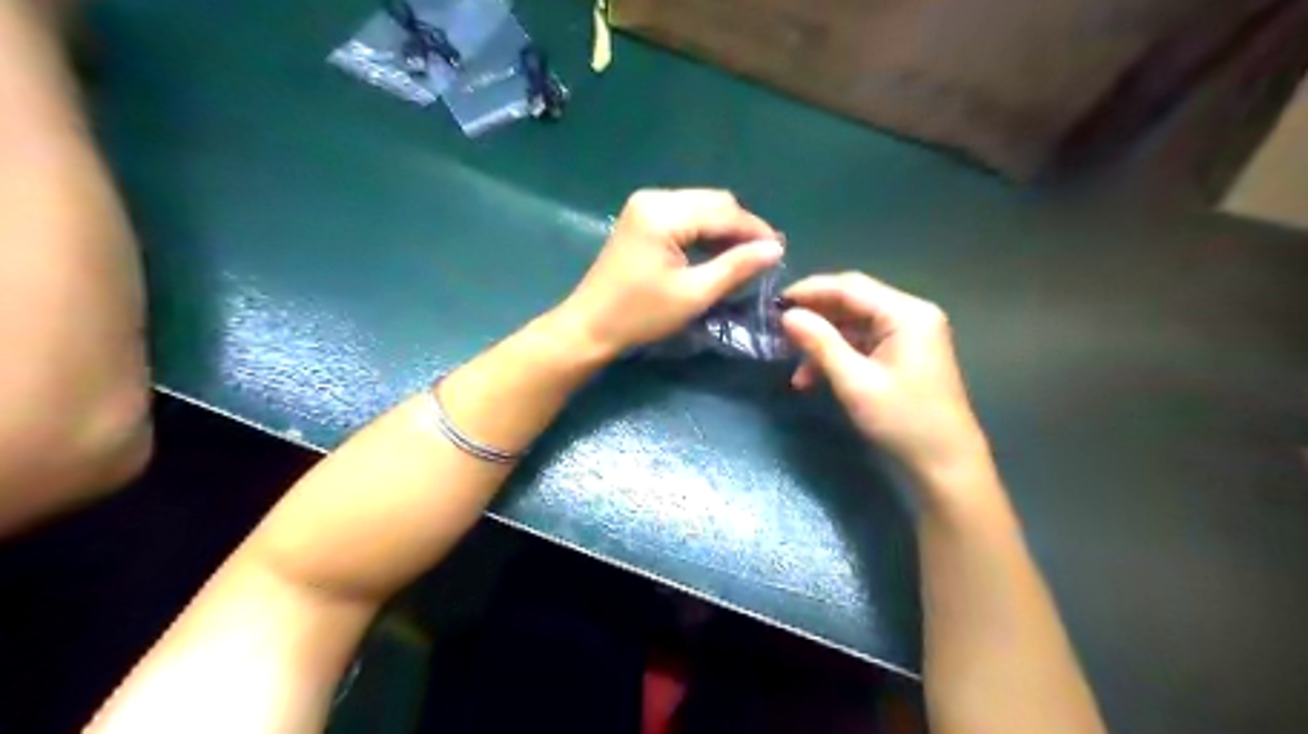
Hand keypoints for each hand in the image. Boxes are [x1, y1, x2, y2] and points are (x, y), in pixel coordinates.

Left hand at [556, 188, 780, 356]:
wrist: (590, 326)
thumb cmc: (640, 315)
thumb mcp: (694, 294)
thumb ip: (736, 267)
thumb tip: (775, 249)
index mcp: (664, 213)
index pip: (723, 212)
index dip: (755, 230)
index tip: (780, 252)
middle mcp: (654, 198)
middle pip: (713, 201)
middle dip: (741, 227)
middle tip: (763, 256)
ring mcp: (645, 205)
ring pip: (701, 206)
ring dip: (724, 228)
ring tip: (745, 256)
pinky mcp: (642, 217)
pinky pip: (685, 214)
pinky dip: (705, 230)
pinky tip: (717, 251)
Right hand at [780, 273, 986, 486]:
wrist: (945, 464)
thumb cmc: (903, 421)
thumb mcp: (855, 382)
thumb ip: (820, 343)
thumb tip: (787, 315)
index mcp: (907, 313)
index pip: (850, 287)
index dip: (809, 291)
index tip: (774, 304)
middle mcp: (911, 314)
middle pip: (852, 302)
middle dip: (814, 317)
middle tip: (778, 332)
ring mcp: (909, 334)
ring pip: (854, 324)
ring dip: (822, 341)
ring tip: (792, 364)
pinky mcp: (904, 354)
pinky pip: (863, 343)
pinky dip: (837, 355)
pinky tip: (813, 376)